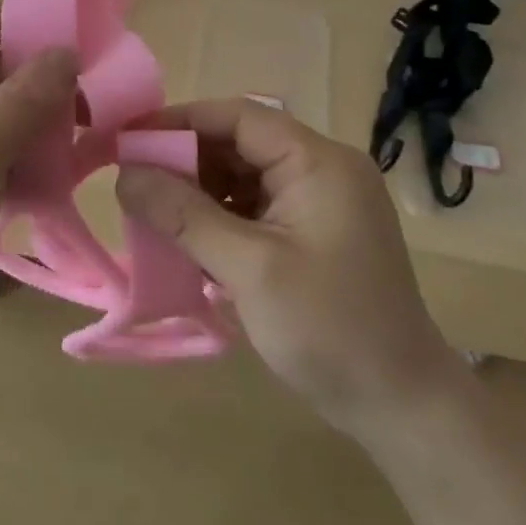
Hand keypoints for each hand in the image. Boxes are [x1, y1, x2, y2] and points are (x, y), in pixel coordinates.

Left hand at [0, 1, 76, 355]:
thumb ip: (24, 101)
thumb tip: (67, 50)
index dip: (36, 18)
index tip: (91, 36)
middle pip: (5, 67)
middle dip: (53, 80)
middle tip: (111, 100)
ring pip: (8, 113)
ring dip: (46, 124)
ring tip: (98, 140)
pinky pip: (0, 151)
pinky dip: (29, 158)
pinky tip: (65, 177)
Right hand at [115, 99, 468, 440]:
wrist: (401, 407)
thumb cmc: (329, 329)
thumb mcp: (249, 268)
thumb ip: (184, 215)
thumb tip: (124, 174)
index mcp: (318, 162)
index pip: (239, 117)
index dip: (180, 121)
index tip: (128, 139)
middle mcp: (321, 170)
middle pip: (239, 143)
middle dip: (185, 159)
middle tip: (131, 180)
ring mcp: (319, 203)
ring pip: (242, 176)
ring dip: (197, 190)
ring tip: (150, 210)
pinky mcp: (311, 233)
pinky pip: (253, 208)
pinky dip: (217, 217)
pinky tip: (185, 238)